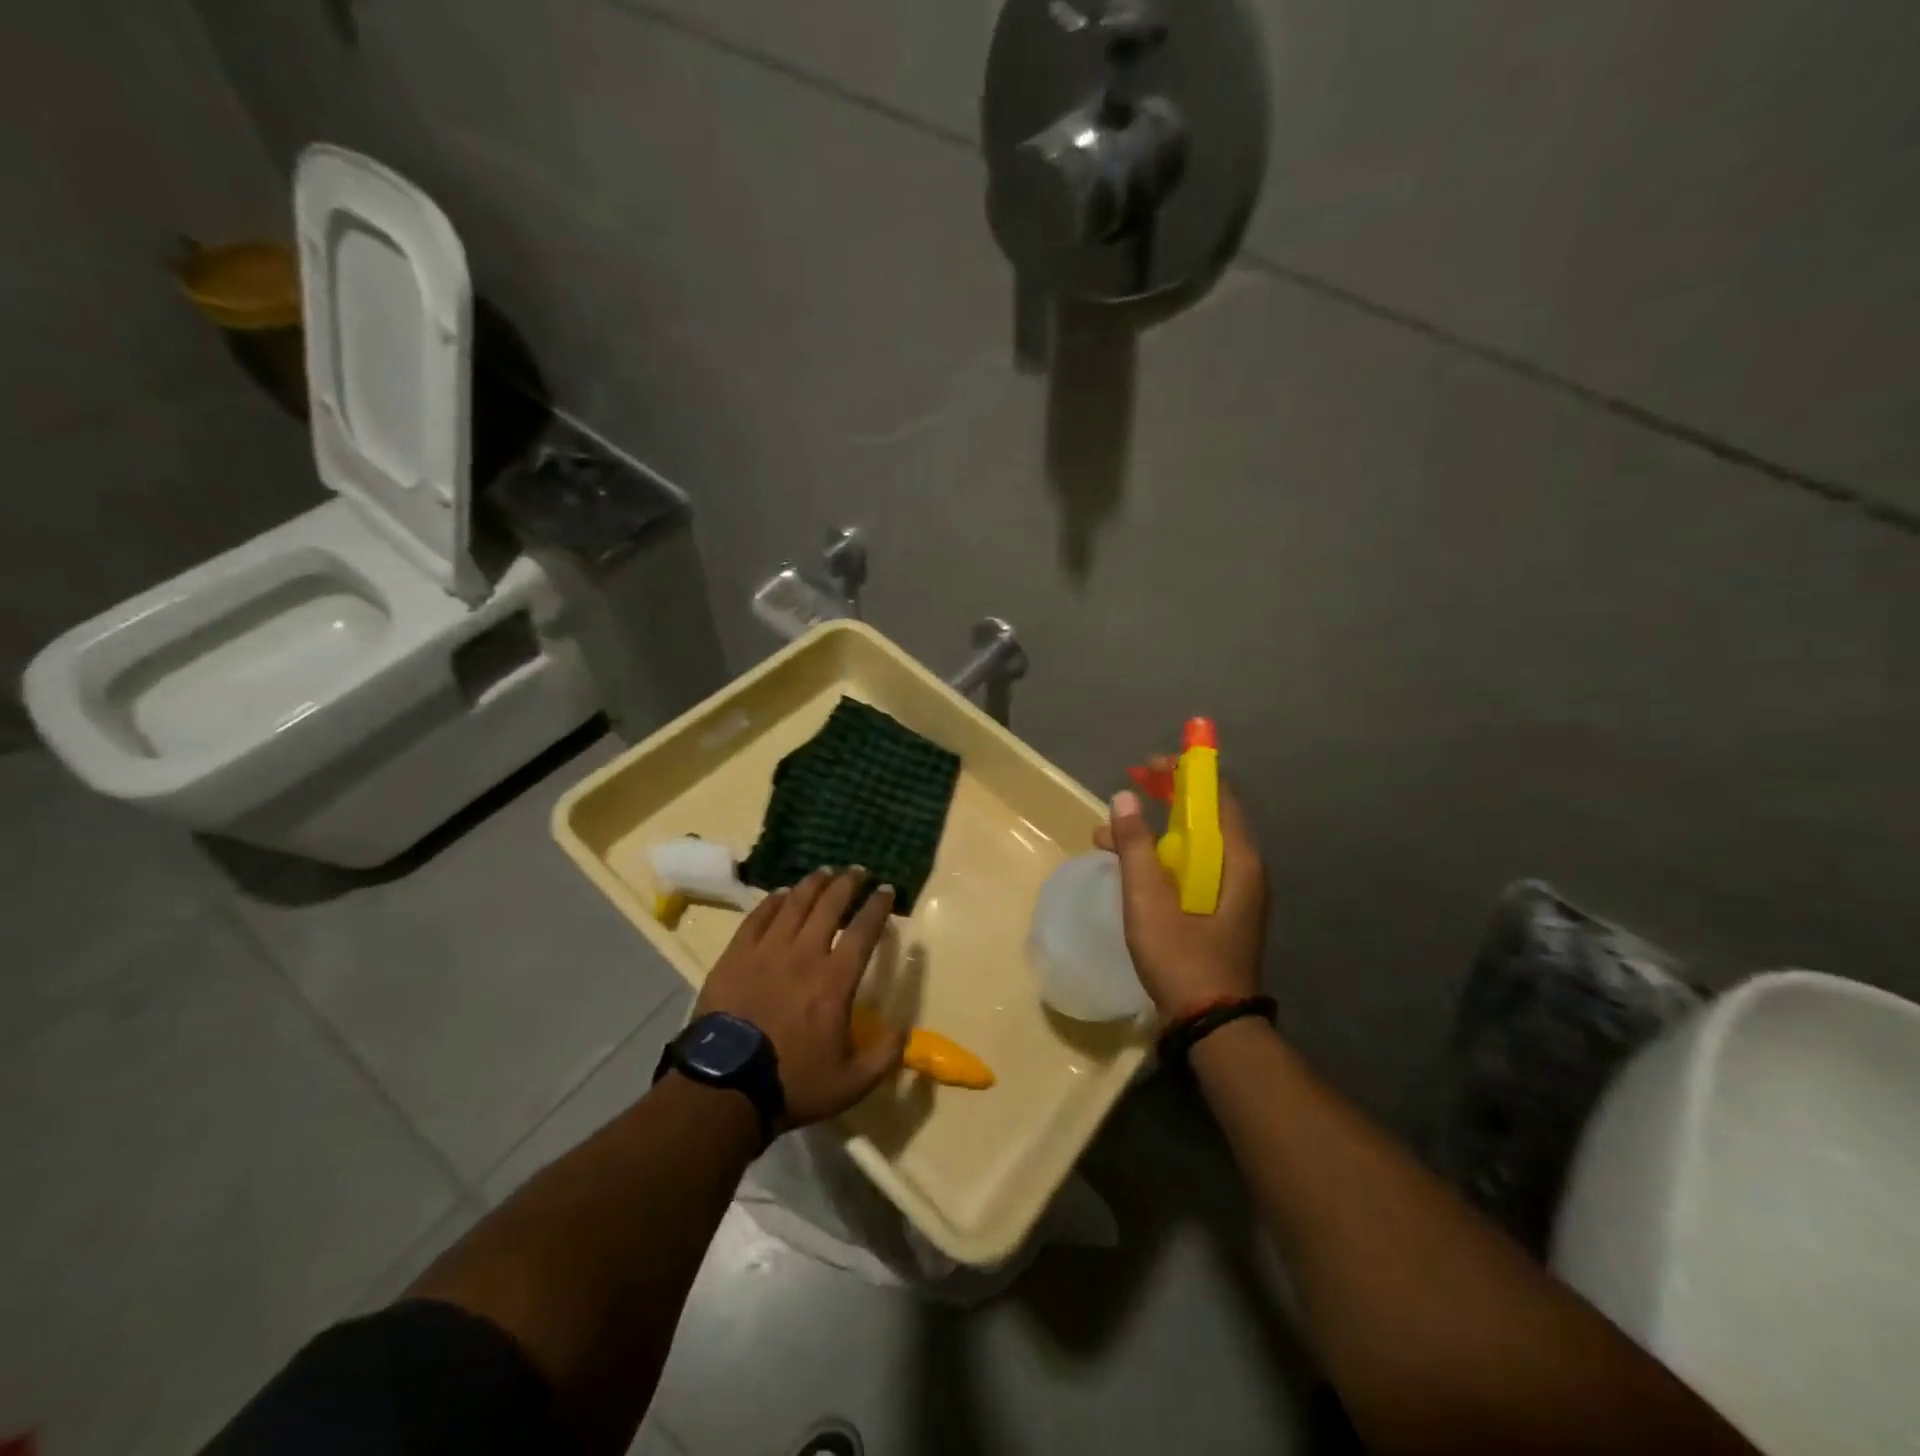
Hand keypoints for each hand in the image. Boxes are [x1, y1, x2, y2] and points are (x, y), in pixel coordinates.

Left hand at [693, 869, 907, 1128]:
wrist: (724, 1087)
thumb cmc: (791, 1083)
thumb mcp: (851, 1083)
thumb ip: (885, 1055)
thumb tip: (905, 1029)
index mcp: (835, 980)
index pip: (864, 931)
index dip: (878, 906)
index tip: (886, 890)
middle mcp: (804, 954)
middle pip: (830, 905)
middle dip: (848, 884)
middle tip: (858, 871)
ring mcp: (767, 951)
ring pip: (795, 903)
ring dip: (813, 884)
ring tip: (825, 872)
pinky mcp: (736, 955)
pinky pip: (758, 916)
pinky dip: (774, 900)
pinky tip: (782, 893)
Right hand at [1093, 766, 1267, 1021]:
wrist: (1212, 1025)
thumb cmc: (1183, 958)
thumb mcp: (1148, 900)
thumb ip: (1135, 846)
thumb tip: (1122, 798)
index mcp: (1236, 857)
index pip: (1216, 792)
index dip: (1183, 770)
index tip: (1145, 767)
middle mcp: (1242, 867)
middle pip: (1205, 814)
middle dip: (1164, 798)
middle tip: (1127, 790)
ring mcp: (1233, 890)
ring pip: (1194, 843)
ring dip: (1154, 832)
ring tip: (1106, 836)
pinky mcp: (1221, 910)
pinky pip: (1192, 867)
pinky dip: (1161, 858)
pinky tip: (1127, 868)